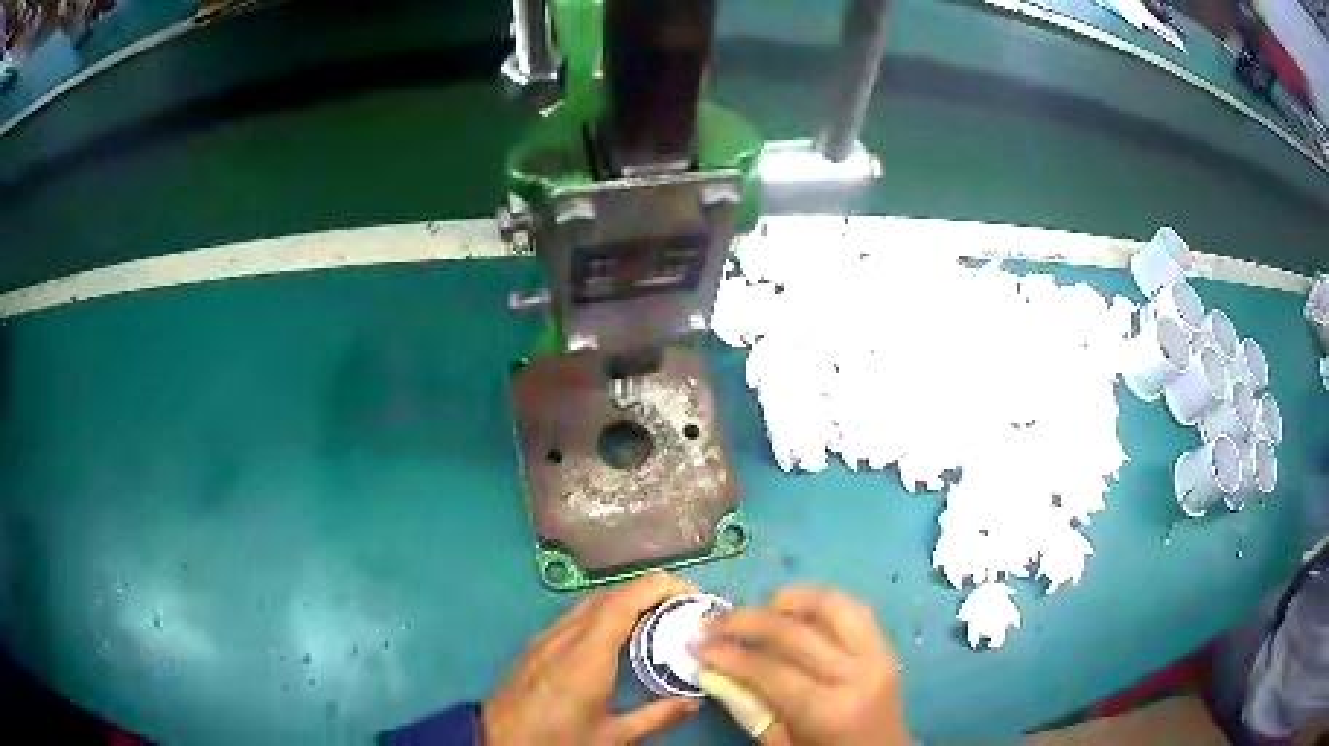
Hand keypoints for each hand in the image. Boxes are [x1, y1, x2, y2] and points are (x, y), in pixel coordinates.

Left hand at [482, 572, 701, 744]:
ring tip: (658, 616)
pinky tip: (620, 634)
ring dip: (627, 599)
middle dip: (649, 590)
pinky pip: (576, 615)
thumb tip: (692, 701)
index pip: (624, 601)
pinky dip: (606, 612)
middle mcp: (565, 636)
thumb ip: (656, 716)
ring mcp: (546, 637)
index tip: (692, 592)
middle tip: (684, 605)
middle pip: (609, 594)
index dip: (659, 586)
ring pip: (591, 602)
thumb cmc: (556, 739)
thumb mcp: (612, 737)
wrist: (498, 740)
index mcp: (587, 655)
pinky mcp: (537, 644)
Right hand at [692, 586, 908, 745]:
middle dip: (744, 620)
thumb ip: (747, 705)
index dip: (726, 653)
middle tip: (710, 622)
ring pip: (829, 604)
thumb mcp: (780, 743)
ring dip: (785, 600)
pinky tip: (790, 610)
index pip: (768, 669)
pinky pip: (851, 607)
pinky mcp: (884, 644)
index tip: (694, 643)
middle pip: (794, 631)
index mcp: (828, 709)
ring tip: (752, 611)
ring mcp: (876, 653)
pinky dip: (816, 601)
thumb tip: (710, 669)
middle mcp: (856, 673)